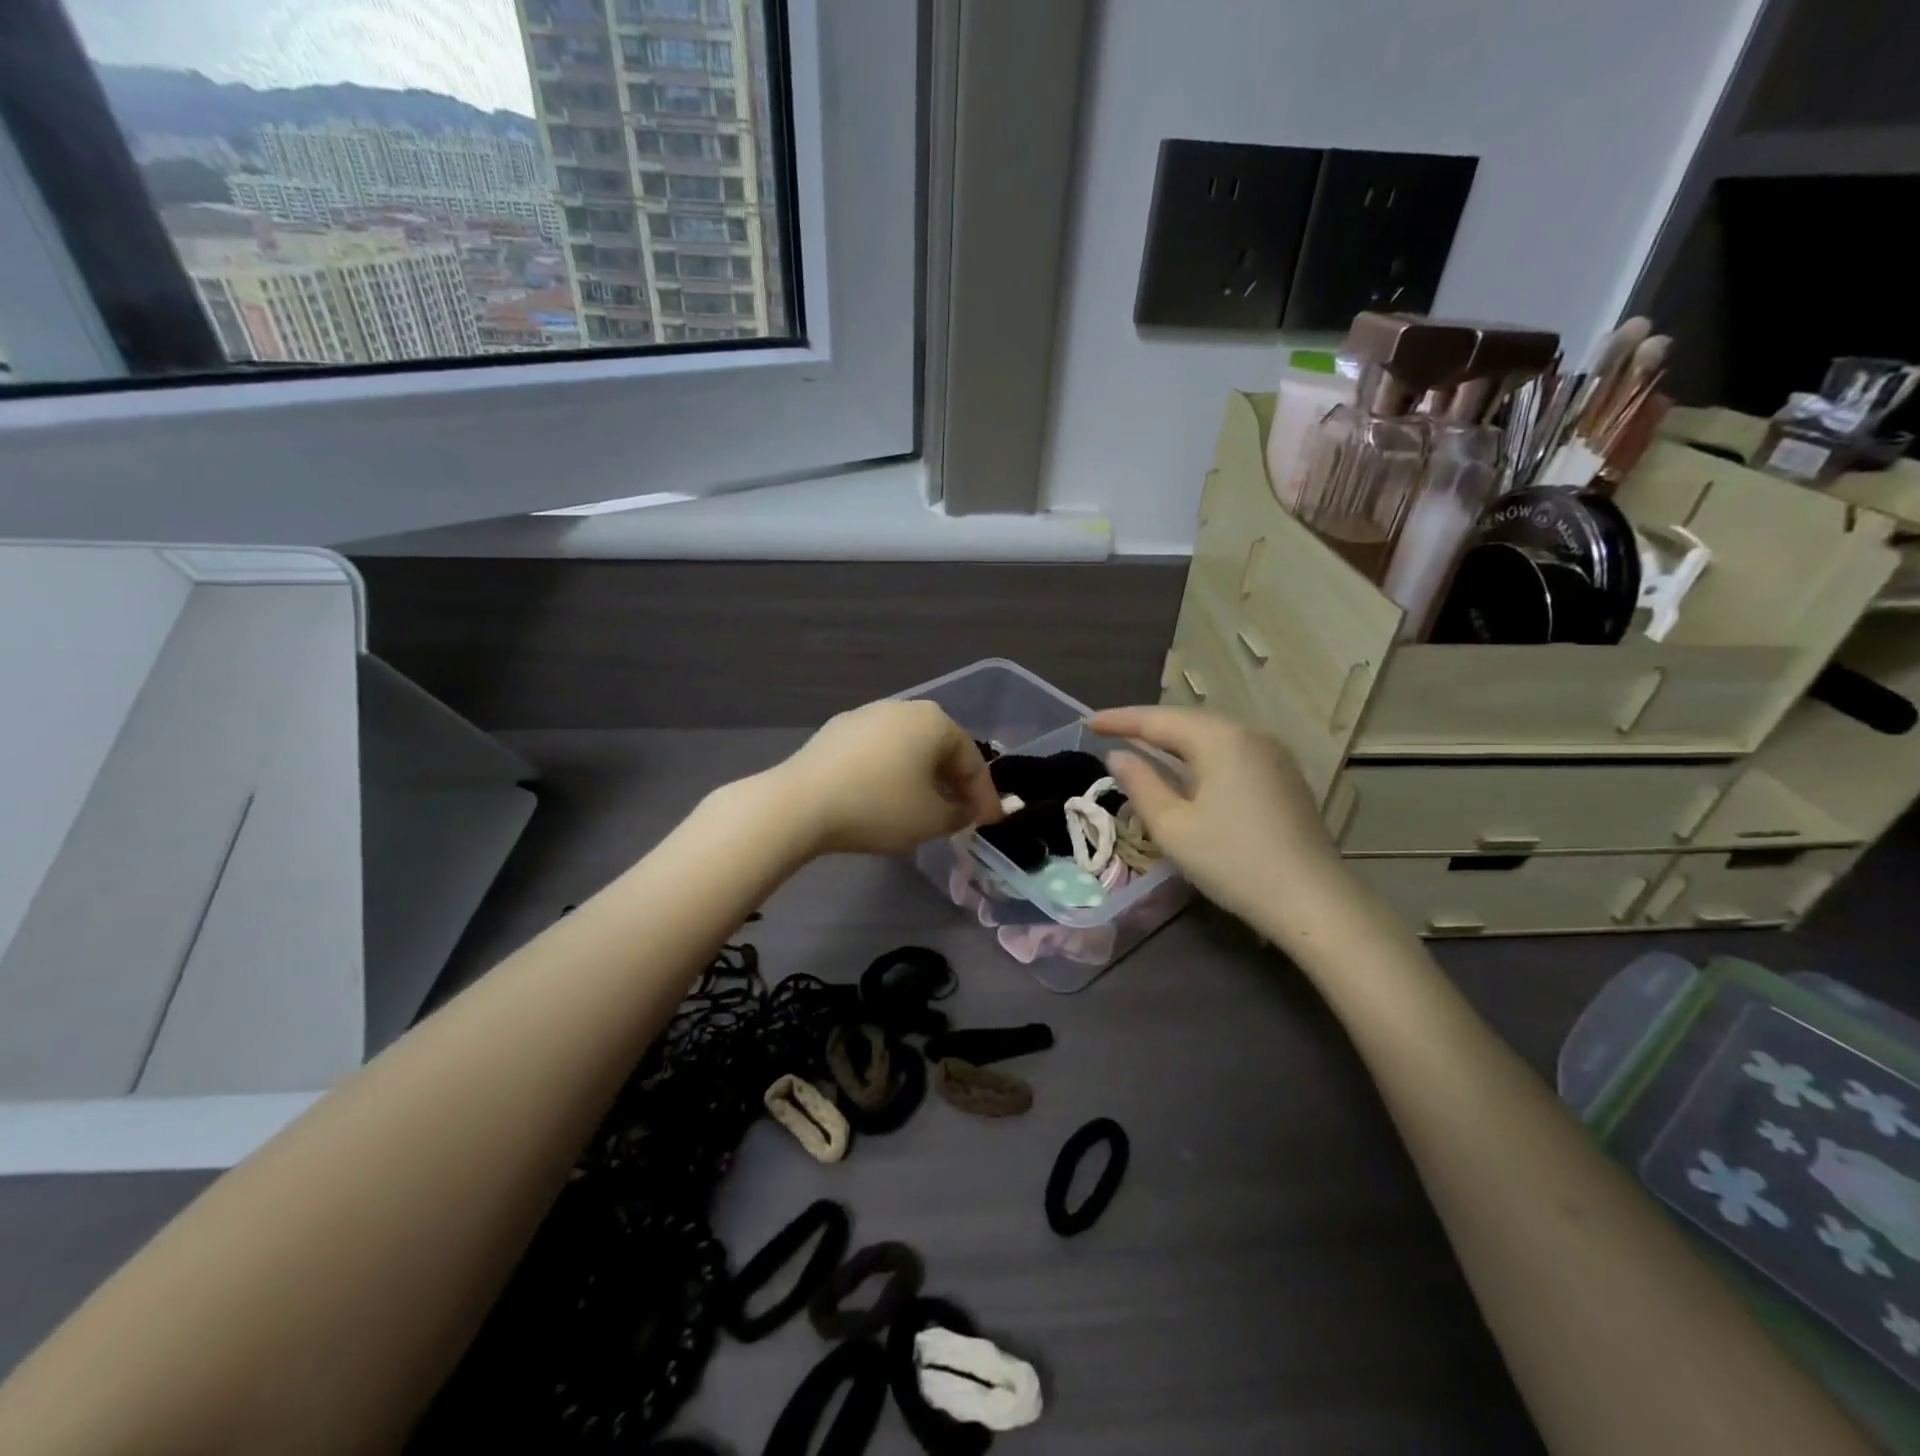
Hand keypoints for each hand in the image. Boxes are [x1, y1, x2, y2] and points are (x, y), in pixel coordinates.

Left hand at [771, 699, 1002, 856]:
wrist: (800, 803)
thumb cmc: (879, 807)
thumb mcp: (932, 820)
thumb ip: (959, 814)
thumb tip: (962, 810)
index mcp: (934, 721)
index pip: (972, 761)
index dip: (984, 797)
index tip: (990, 824)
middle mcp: (902, 708)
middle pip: (939, 750)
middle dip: (953, 784)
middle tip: (960, 816)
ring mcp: (865, 716)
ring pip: (907, 751)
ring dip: (921, 780)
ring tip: (923, 810)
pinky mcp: (835, 732)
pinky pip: (877, 755)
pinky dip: (890, 776)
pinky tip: (884, 800)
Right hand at [1089, 705, 1354, 931]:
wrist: (1312, 901)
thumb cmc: (1233, 862)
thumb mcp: (1173, 827)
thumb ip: (1141, 784)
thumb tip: (1118, 756)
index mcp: (1220, 740)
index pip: (1158, 720)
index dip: (1120, 720)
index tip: (1088, 722)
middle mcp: (1249, 735)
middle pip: (1187, 721)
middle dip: (1146, 725)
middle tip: (1109, 730)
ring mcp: (1272, 755)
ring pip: (1211, 735)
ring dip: (1173, 739)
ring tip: (1141, 744)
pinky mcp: (1283, 777)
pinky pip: (1230, 752)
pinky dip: (1199, 754)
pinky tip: (1185, 768)